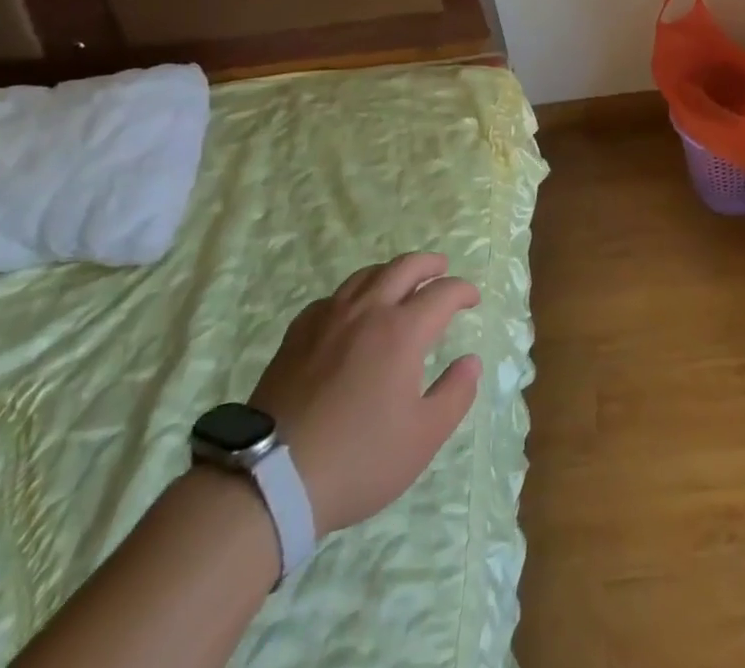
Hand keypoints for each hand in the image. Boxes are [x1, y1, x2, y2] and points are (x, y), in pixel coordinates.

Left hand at [248, 252, 481, 533]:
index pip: (442, 293)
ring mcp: (329, 319)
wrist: (271, 479)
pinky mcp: (297, 335)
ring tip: (400, 282)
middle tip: (442, 269)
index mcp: (402, 331)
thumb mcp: (422, 438)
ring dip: (391, 271)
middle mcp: (368, 312)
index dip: (462, 291)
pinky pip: (333, 297)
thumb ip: (455, 394)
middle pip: (404, 267)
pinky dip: (353, 294)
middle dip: (429, 264)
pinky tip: (351, 311)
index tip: (472, 299)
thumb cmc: (358, 459)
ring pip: (366, 275)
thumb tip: (471, 361)